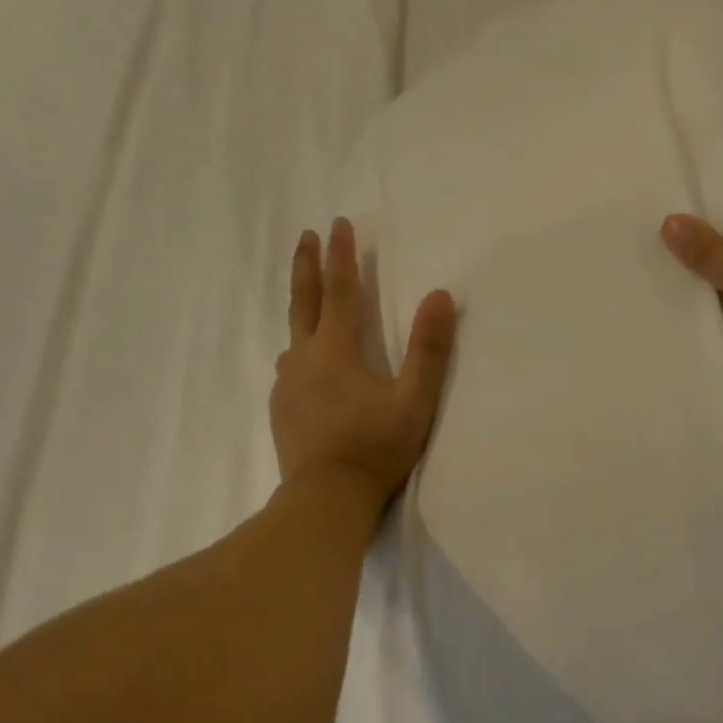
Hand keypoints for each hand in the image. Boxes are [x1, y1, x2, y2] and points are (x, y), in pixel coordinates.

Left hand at [271, 217, 456, 508]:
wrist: (325, 499)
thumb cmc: (375, 448)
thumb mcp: (414, 400)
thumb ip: (429, 350)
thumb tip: (440, 296)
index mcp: (337, 350)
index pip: (340, 291)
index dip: (342, 256)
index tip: (339, 223)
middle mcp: (304, 358)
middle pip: (303, 302)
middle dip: (306, 266)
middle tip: (306, 236)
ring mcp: (287, 385)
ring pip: (292, 335)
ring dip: (301, 309)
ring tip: (310, 303)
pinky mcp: (281, 409)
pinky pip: (289, 368)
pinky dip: (299, 351)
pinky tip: (305, 365)